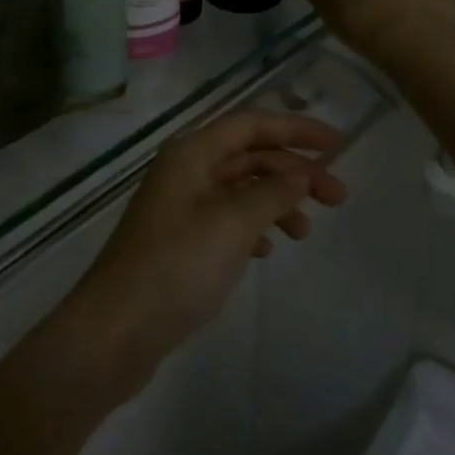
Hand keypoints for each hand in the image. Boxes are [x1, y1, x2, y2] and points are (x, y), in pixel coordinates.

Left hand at [56, 111, 347, 398]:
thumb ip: (272, 193)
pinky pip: (227, 219)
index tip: (338, 144)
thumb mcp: (232, 224)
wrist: (116, 330)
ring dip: (277, 201)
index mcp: (192, 153)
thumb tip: (301, 173)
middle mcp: (185, 171)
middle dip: (294, 171)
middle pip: (249, 156)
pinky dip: (254, 226)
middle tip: (338, 198)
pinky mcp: (180, 240)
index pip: (251, 124)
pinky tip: (268, 249)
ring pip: (241, 189)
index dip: (296, 128)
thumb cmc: (176, 267)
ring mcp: (181, 206)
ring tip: (305, 233)